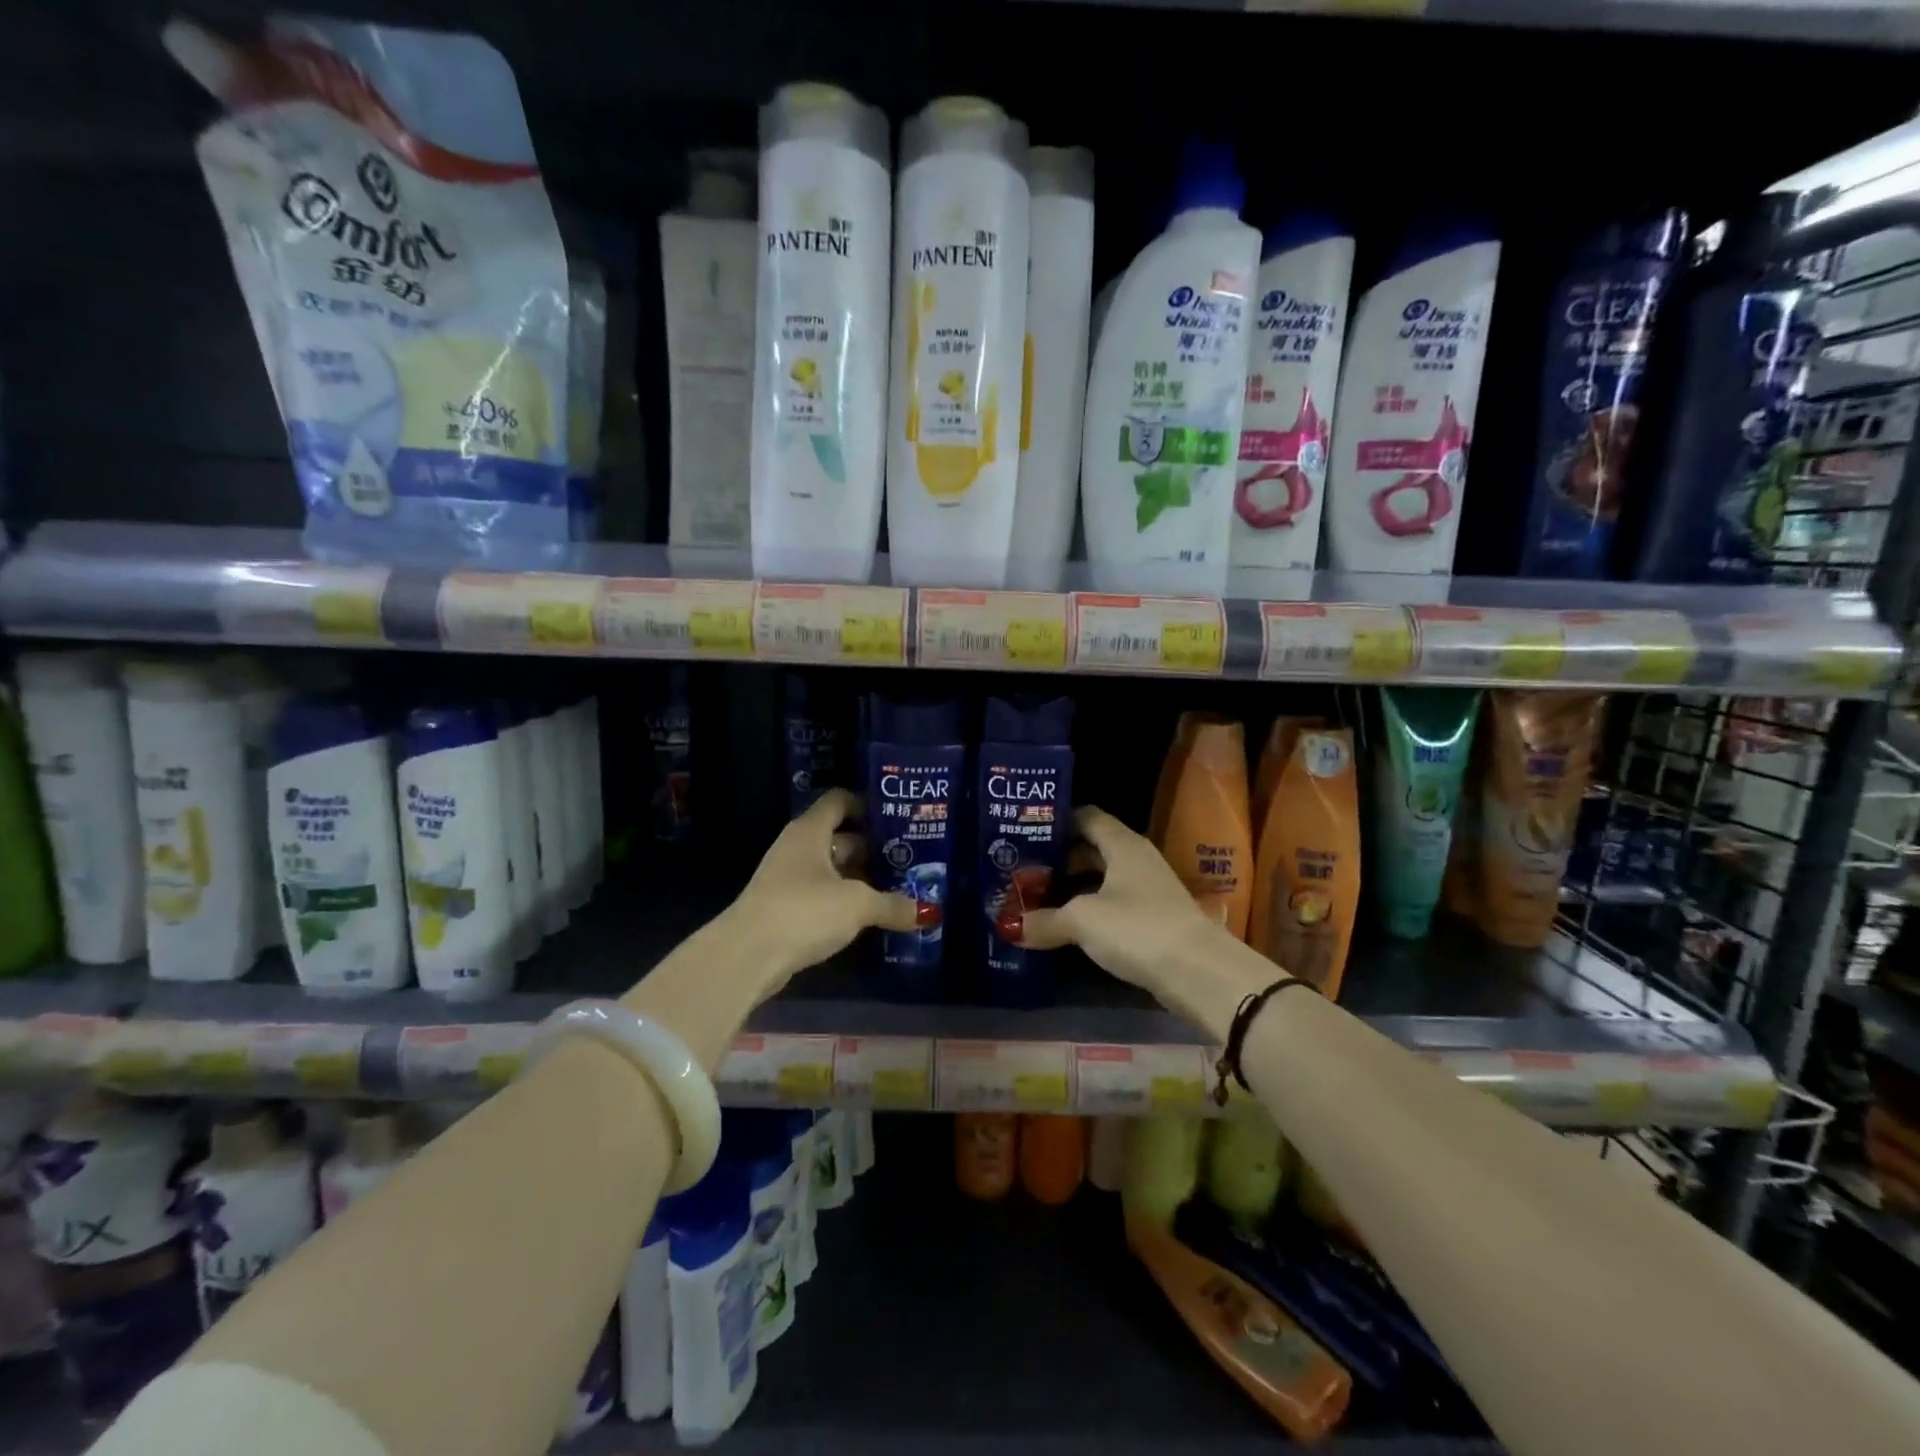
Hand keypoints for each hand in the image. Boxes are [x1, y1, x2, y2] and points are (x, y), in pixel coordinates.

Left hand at [726, 788, 919, 988]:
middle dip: (872, 847)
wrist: (747, 956)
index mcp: (811, 831)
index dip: (866, 805)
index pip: (839, 801)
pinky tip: (868, 916)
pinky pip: (821, 895)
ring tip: (896, 887)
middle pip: (839, 837)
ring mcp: (787, 879)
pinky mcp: (784, 909)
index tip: (896, 818)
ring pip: (831, 869)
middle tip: (908, 857)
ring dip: (859, 878)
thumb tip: (926, 912)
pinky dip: (843, 901)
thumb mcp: (857, 905)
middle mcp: (797, 848)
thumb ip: (892, 904)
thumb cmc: (804, 911)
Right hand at [1020, 806, 1248, 1023]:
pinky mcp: (1152, 920)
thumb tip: (1009, 927)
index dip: (1057, 820)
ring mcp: (1148, 890)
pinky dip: (1089, 910)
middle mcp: (1137, 860)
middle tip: (1023, 868)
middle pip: (1092, 848)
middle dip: (1059, 857)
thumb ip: (1044, 920)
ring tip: (1037, 896)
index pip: (1087, 816)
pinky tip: (1067, 925)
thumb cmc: (1137, 927)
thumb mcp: (1082, 920)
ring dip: (1073, 886)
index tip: (1026, 830)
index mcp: (1123, 844)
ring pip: (1103, 879)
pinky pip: (1112, 905)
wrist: (1198, 973)